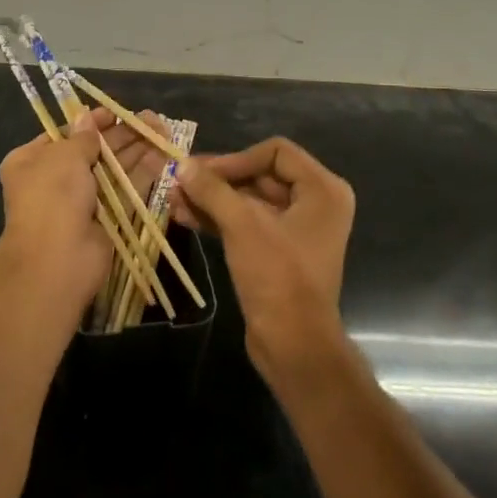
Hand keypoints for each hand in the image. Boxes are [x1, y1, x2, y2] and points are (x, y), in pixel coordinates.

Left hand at [0, 108, 175, 322]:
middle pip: (93, 150)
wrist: (58, 260)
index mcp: (32, 161)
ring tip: (162, 129)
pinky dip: (143, 173)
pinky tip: (162, 154)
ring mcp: (82, 202)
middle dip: (121, 135)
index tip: (115, 112)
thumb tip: (88, 119)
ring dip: (136, 149)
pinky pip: (125, 190)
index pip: (64, 134)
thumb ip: (83, 137)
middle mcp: (55, 180)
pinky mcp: (107, 219)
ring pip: (113, 169)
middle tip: (149, 118)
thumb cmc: (53, 197)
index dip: (90, 122)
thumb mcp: (64, 156)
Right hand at [172, 137, 354, 380]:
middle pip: (260, 175)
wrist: (294, 345)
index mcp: (322, 190)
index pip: (275, 152)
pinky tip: (186, 217)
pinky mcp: (279, 252)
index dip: (236, 159)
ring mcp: (297, 229)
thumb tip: (182, 164)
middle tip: (180, 181)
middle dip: (218, 179)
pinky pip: (248, 223)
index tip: (201, 172)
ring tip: (174, 199)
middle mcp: (316, 203)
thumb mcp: (242, 226)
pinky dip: (220, 218)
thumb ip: (212, 190)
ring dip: (213, 199)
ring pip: (250, 200)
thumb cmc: (277, 277)